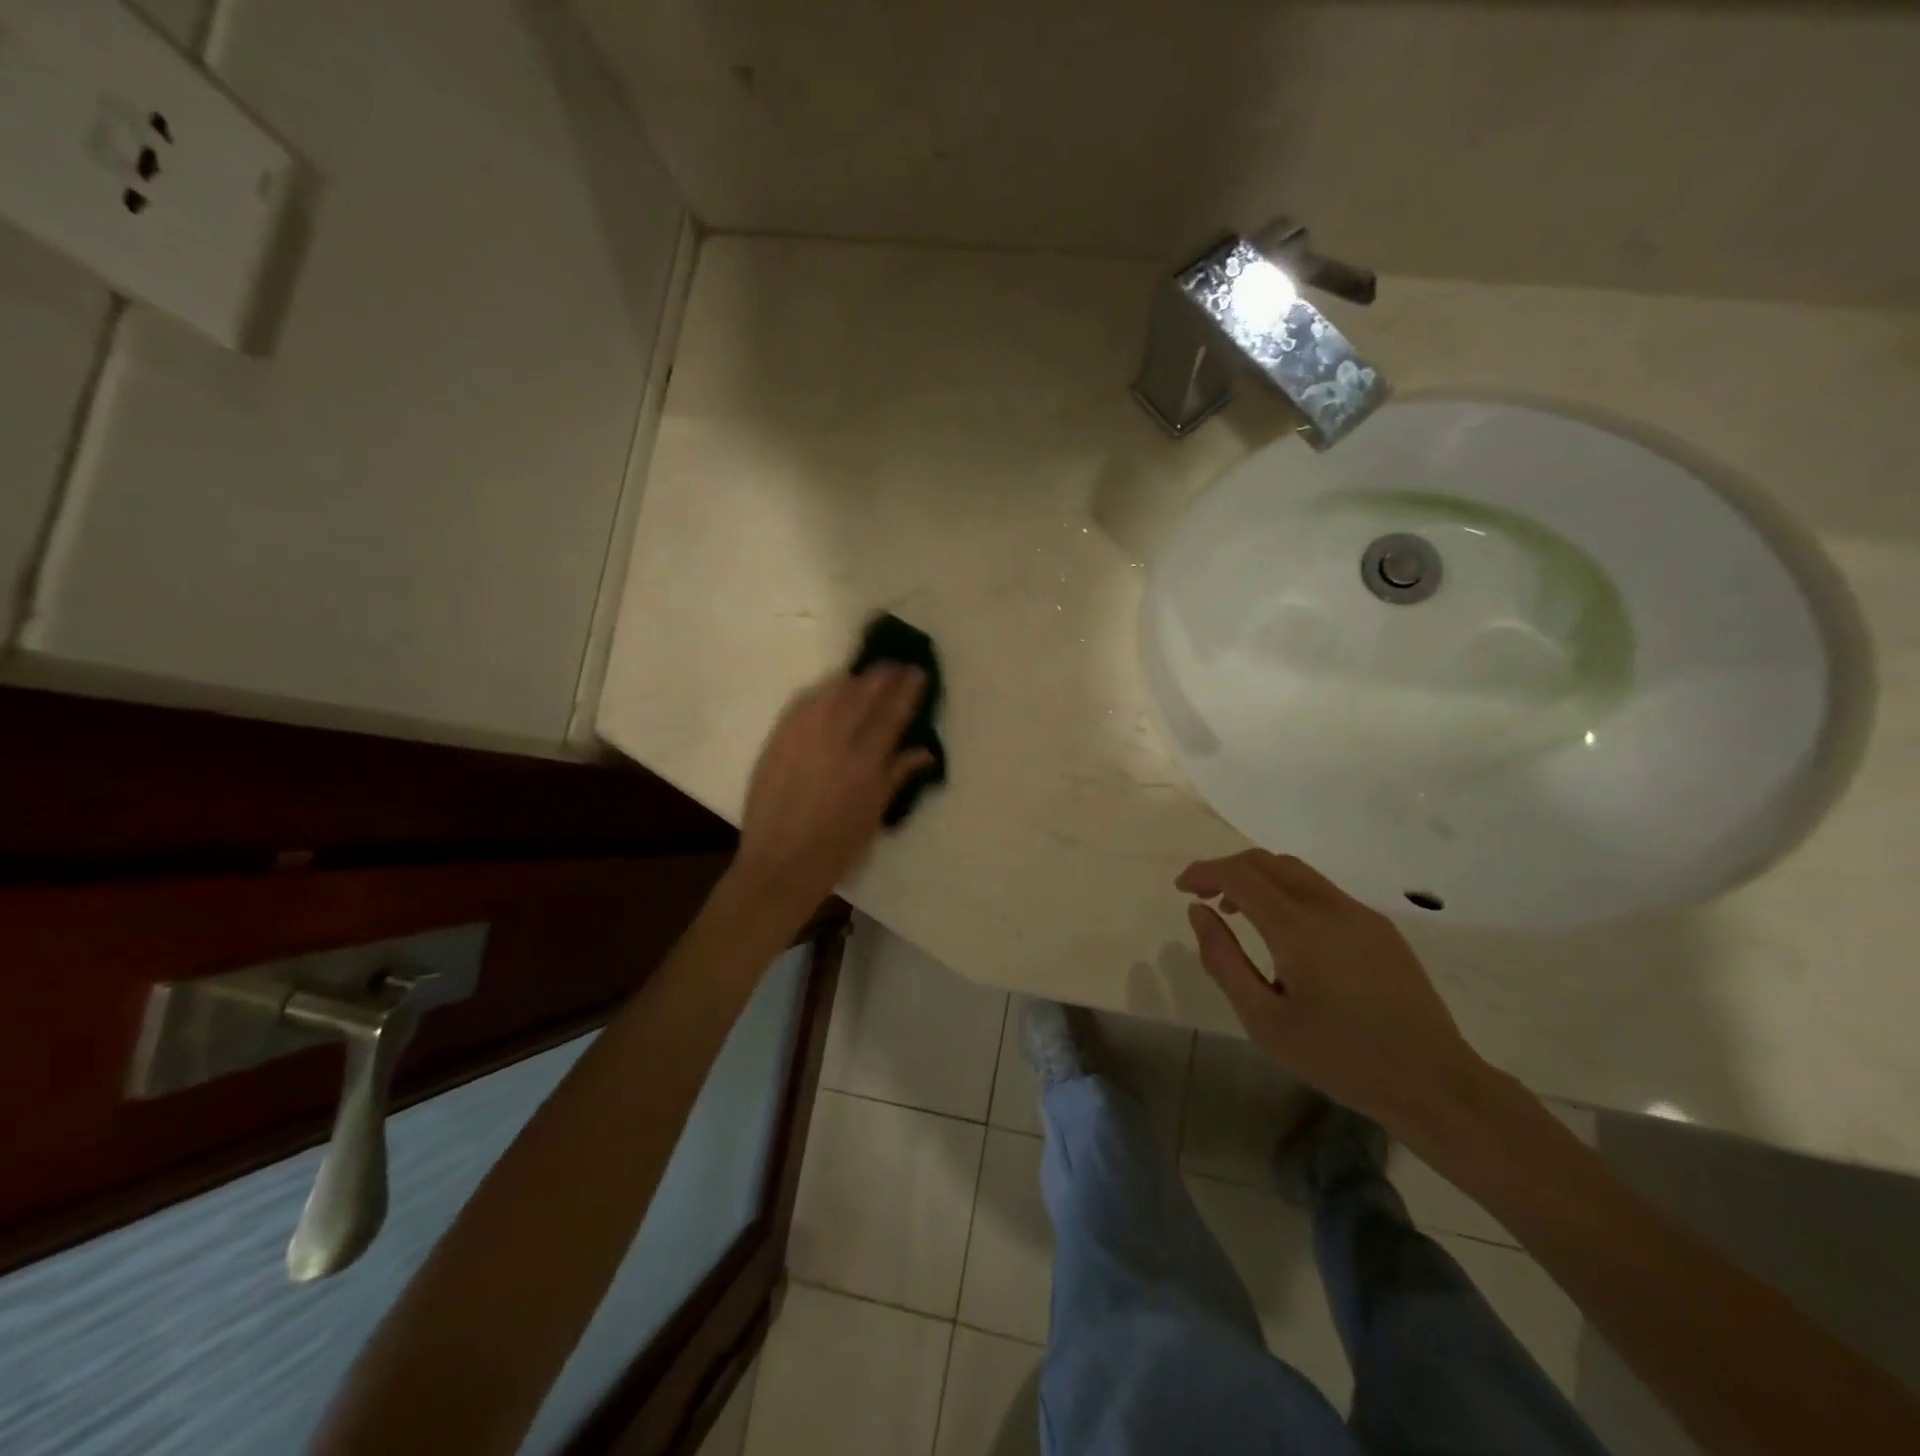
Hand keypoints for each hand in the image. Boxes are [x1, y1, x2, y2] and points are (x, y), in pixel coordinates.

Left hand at [731, 667, 932, 912]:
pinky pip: (801, 705)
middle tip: (894, 665)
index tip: (917, 672)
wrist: (779, 865)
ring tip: (864, 675)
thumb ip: (897, 777)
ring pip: (830, 694)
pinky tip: (828, 690)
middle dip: (881, 676)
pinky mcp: (777, 741)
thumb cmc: (836, 850)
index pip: (891, 716)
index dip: (906, 690)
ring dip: (851, 680)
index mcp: (865, 765)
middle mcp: (835, 744)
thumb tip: (925, 752)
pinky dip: (819, 693)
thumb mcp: (874, 816)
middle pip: (862, 696)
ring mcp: (802, 739)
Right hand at [1176, 850, 1487, 1131]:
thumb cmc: (1339, 1058)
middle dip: (1228, 869)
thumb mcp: (1264, 1020)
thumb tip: (1199, 912)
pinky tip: (1284, 932)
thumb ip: (1223, 960)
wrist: (1433, 1082)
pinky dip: (1287, 892)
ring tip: (1238, 912)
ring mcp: (1359, 914)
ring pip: (1296, 871)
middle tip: (1204, 897)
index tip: (1181, 888)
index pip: (1239, 875)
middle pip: (1267, 862)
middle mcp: (1329, 907)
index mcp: (1297, 928)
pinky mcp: (1379, 928)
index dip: (1204, 872)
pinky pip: (1321, 891)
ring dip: (1258, 878)